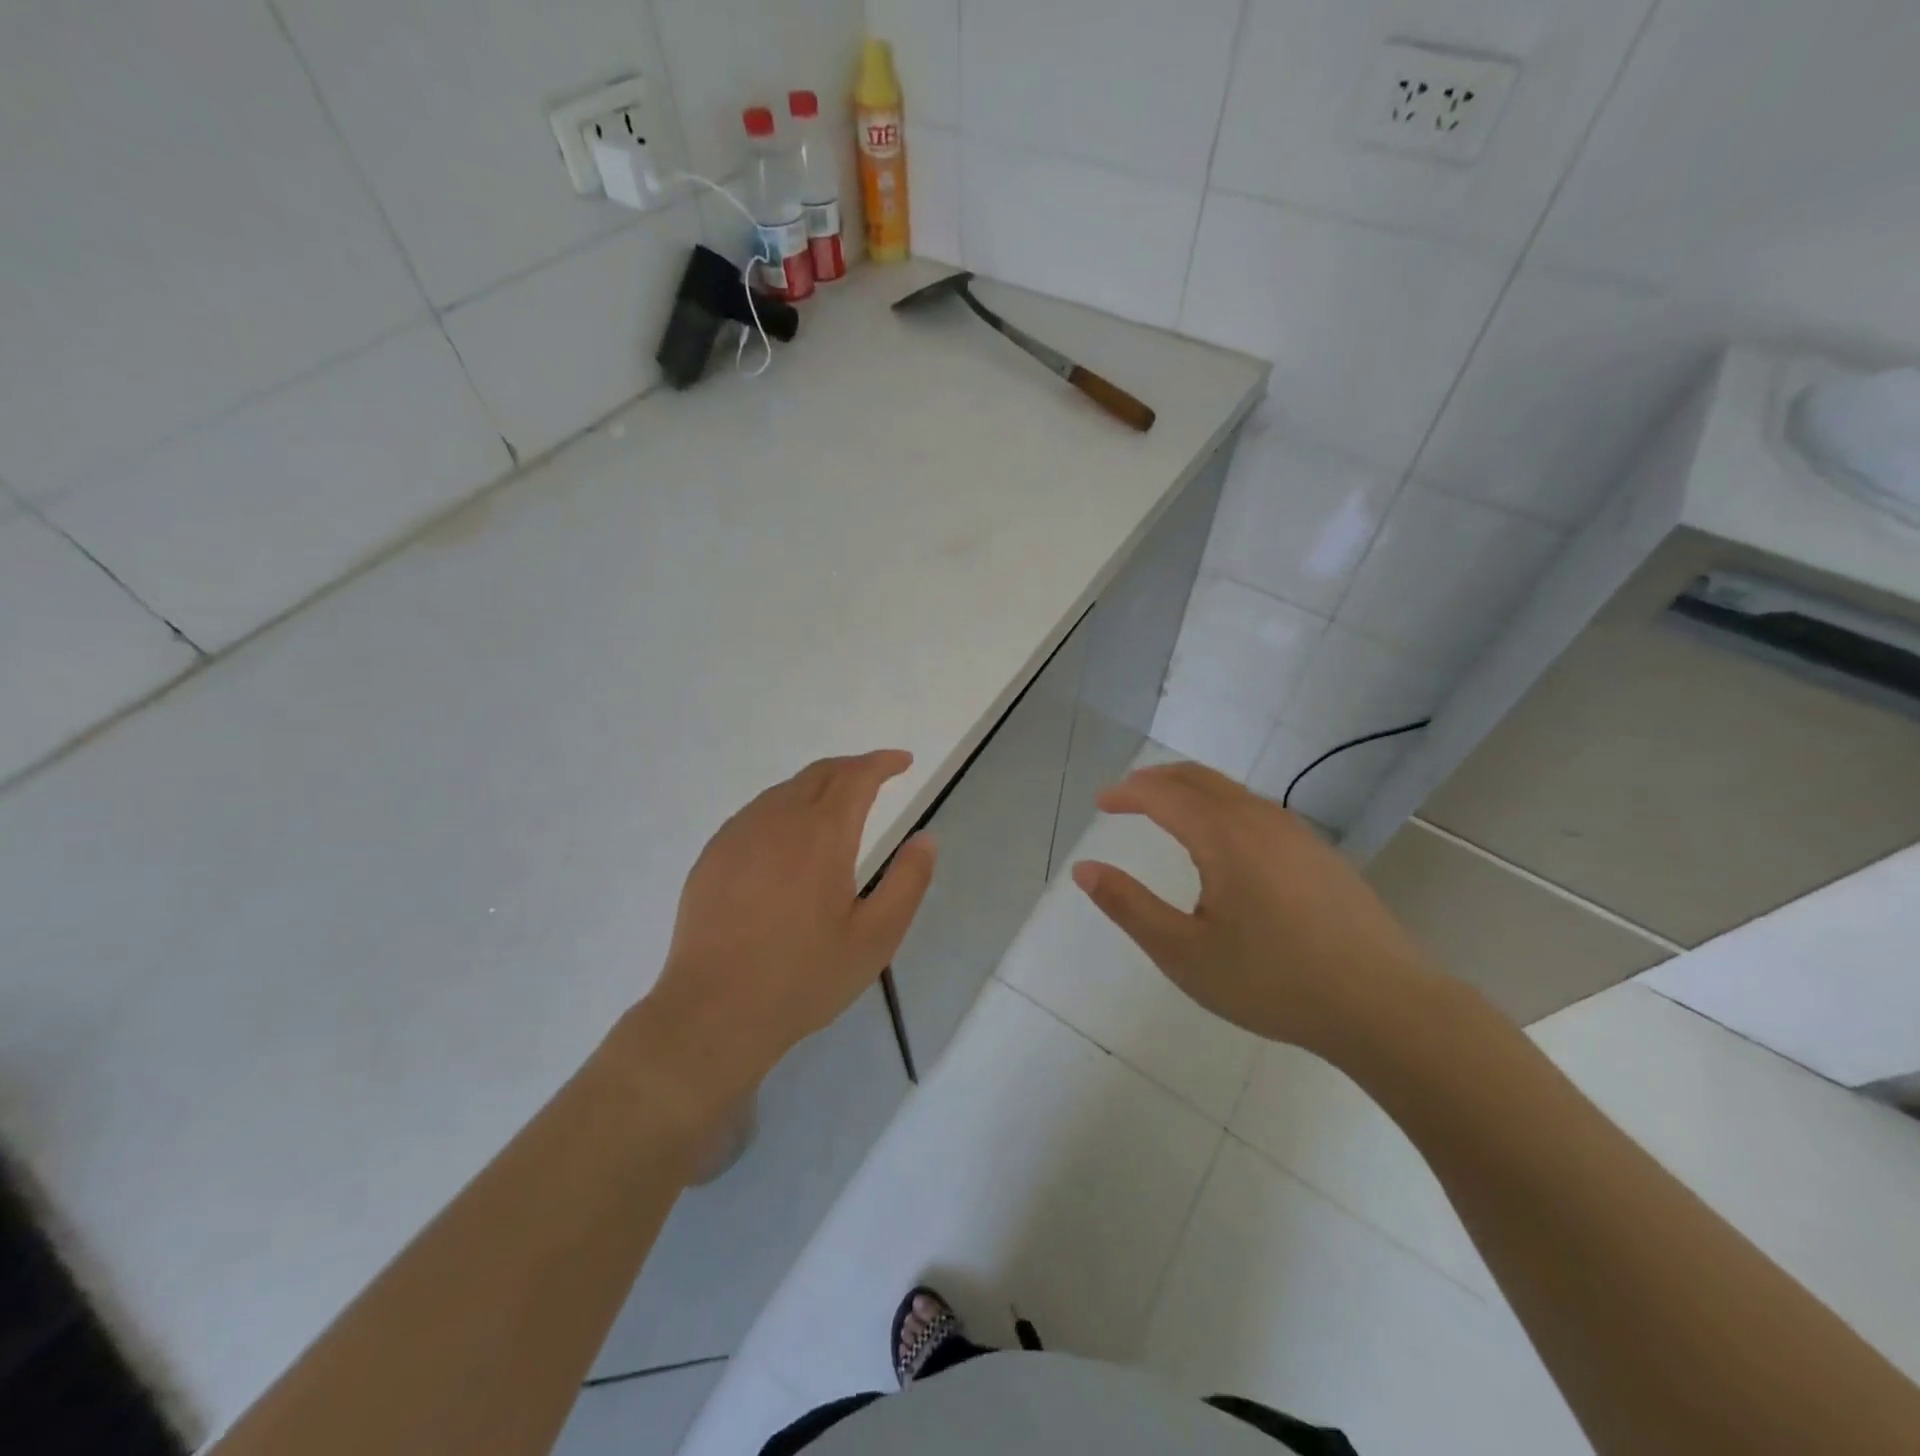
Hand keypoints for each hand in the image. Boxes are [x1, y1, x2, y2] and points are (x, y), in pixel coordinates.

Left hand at [626, 751, 935, 1117]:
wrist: (714, 1011)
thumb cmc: (803, 977)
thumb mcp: (875, 938)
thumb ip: (908, 882)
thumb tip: (925, 839)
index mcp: (822, 835)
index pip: (856, 777)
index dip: (882, 763)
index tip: (903, 761)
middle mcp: (777, 820)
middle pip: (819, 773)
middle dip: (852, 767)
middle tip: (876, 777)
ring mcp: (738, 835)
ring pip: (784, 790)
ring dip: (817, 786)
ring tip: (837, 805)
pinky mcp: (713, 855)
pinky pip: (756, 813)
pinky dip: (784, 807)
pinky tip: (788, 837)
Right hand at [1071, 760, 1435, 1056]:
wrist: (1385, 1006)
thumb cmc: (1273, 981)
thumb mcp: (1184, 953)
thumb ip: (1129, 906)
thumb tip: (1084, 870)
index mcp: (1223, 836)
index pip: (1163, 794)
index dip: (1127, 793)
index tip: (1102, 802)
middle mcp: (1260, 820)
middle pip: (1198, 778)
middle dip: (1156, 780)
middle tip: (1127, 796)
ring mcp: (1297, 834)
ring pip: (1232, 791)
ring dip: (1191, 790)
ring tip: (1166, 811)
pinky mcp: (1319, 853)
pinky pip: (1257, 809)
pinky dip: (1221, 806)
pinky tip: (1223, 841)